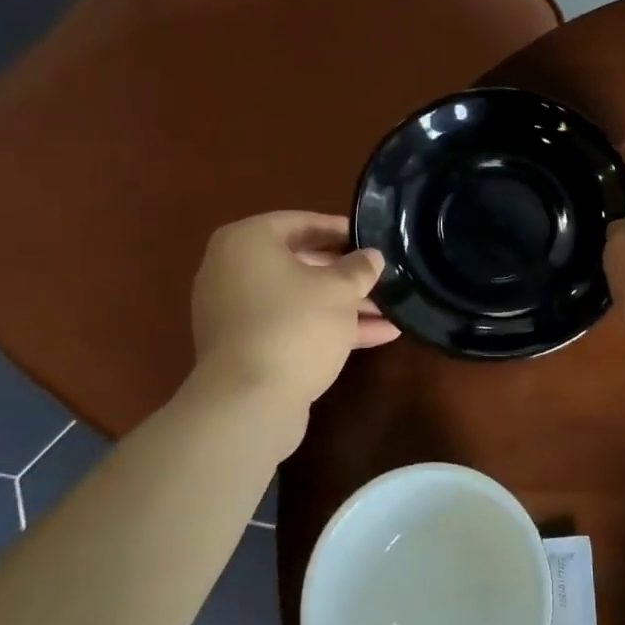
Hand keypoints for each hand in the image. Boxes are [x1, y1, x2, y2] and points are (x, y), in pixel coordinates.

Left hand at [190, 212, 397, 409]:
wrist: (248, 401)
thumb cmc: (294, 324)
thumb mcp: (339, 290)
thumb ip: (359, 268)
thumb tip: (372, 257)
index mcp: (246, 242)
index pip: (300, 222)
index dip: (339, 229)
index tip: (371, 238)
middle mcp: (232, 270)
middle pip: (299, 263)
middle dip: (346, 274)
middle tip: (381, 275)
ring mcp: (236, 312)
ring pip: (299, 298)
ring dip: (344, 305)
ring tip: (392, 310)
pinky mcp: (245, 347)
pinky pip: (291, 325)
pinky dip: (327, 327)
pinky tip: (378, 336)